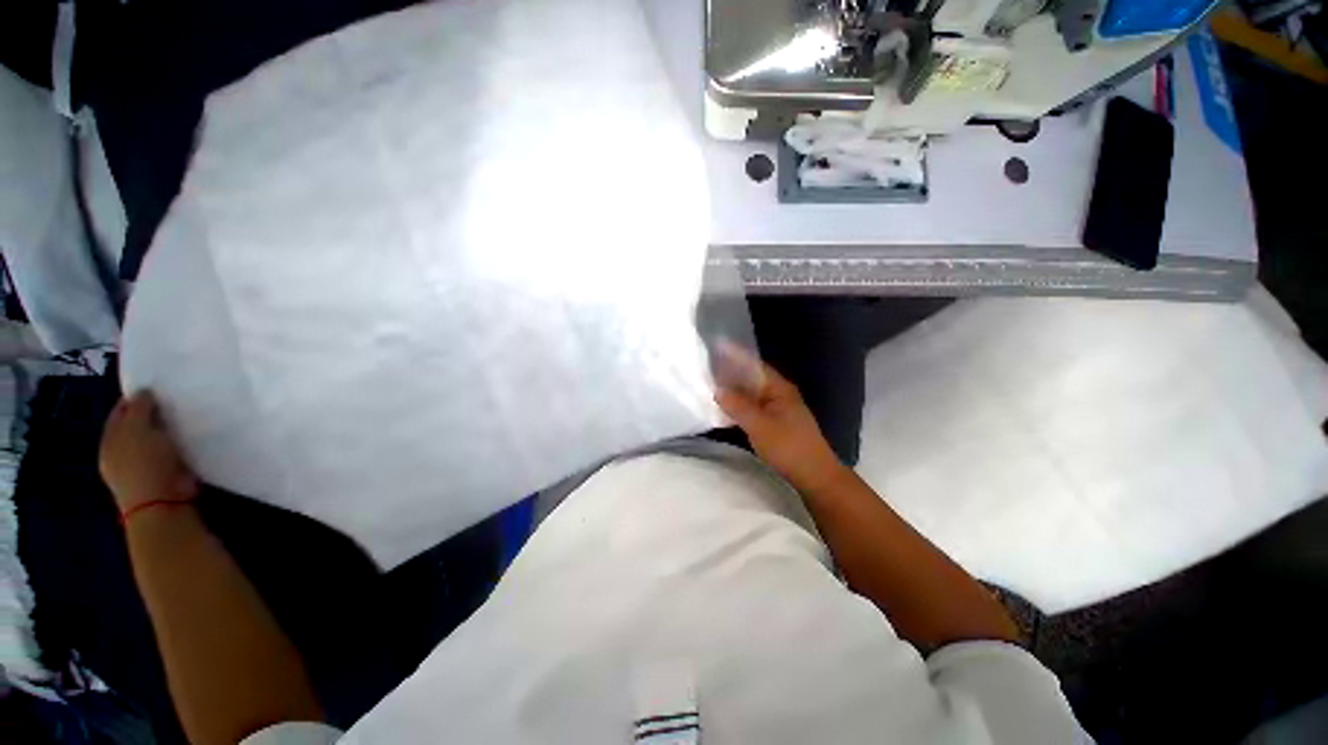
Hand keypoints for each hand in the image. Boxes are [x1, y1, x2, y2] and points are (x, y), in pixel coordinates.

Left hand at [100, 392, 198, 512]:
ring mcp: (139, 467)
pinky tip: (186, 440)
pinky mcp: (161, 476)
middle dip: (150, 415)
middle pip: (135, 427)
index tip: (156, 388)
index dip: (135, 399)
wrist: (163, 503)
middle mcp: (119, 453)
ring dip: (163, 431)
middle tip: (171, 402)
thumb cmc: (145, 463)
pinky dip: (174, 445)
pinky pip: (167, 453)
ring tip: (182, 420)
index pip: (120, 412)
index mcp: (109, 440)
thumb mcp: (138, 429)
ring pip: (151, 440)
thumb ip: (140, 408)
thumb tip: (144, 392)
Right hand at [713, 342, 849, 492]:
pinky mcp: (774, 422)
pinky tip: (725, 406)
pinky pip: (752, 406)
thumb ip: (738, 406)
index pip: (754, 365)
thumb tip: (717, 390)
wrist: (814, 475)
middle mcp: (779, 394)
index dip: (736, 355)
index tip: (717, 346)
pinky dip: (738, 404)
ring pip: (751, 393)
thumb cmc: (788, 447)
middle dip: (731, 371)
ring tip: (712, 382)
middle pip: (752, 377)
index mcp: (779, 388)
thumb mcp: (760, 426)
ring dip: (734, 388)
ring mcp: (777, 408)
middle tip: (708, 365)